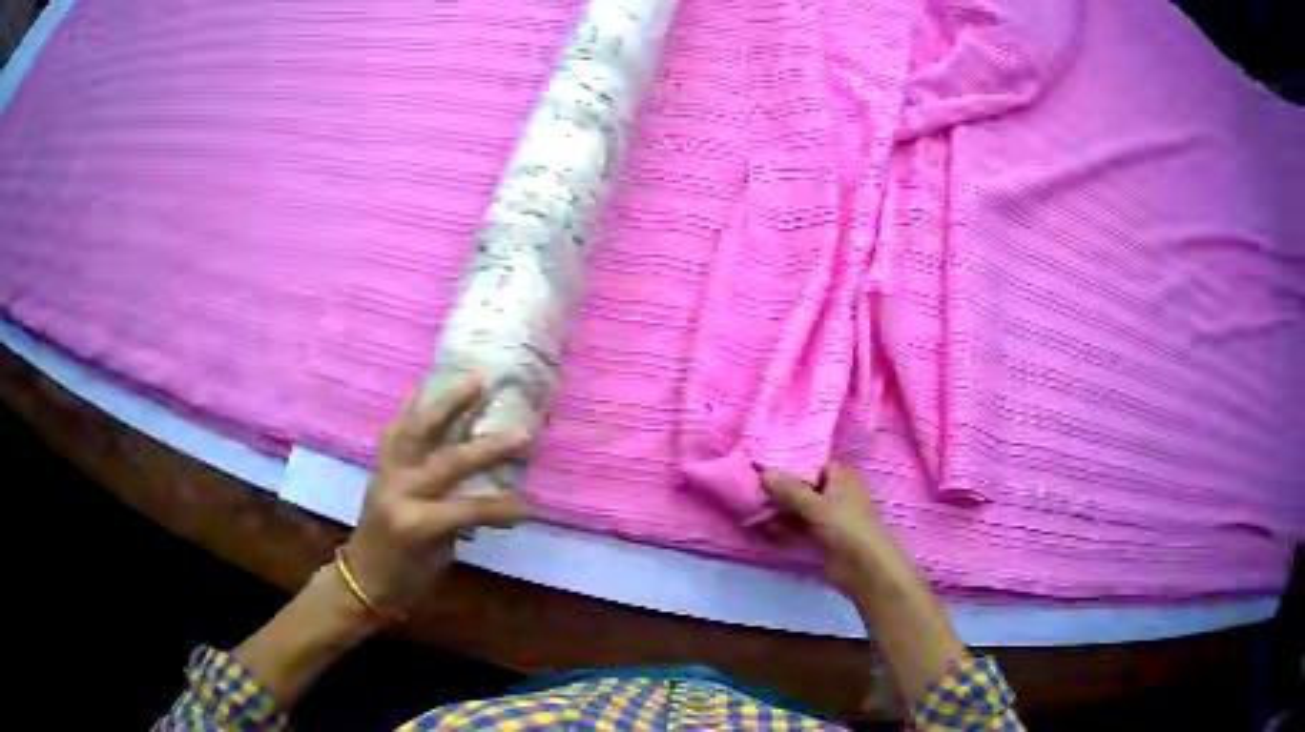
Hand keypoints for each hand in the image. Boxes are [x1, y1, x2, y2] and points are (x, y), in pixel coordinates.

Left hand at [341, 376, 530, 616]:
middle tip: (520, 428)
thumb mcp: (441, 556)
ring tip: (472, 380)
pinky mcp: (379, 465)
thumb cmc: (407, 578)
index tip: (529, 506)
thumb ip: (463, 520)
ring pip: (415, 430)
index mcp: (418, 523)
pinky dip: (410, 408)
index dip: (502, 507)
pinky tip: (424, 386)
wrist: (362, 576)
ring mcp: (386, 473)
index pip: (469, 508)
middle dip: (486, 446)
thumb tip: (495, 494)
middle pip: (447, 462)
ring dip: (445, 403)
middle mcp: (400, 491)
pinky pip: (395, 430)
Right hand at [762, 463, 965, 701]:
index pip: (812, 459)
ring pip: (798, 505)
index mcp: (841, 474)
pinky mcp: (821, 535)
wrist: (863, 568)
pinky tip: (761, 525)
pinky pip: (797, 525)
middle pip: (803, 483)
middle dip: (779, 485)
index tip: (761, 457)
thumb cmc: (846, 526)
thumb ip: (788, 489)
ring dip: (778, 507)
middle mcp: (835, 490)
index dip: (789, 458)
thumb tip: (763, 471)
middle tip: (748, 480)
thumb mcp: (815, 504)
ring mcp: (828, 514)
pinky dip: (782, 525)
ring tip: (748, 502)